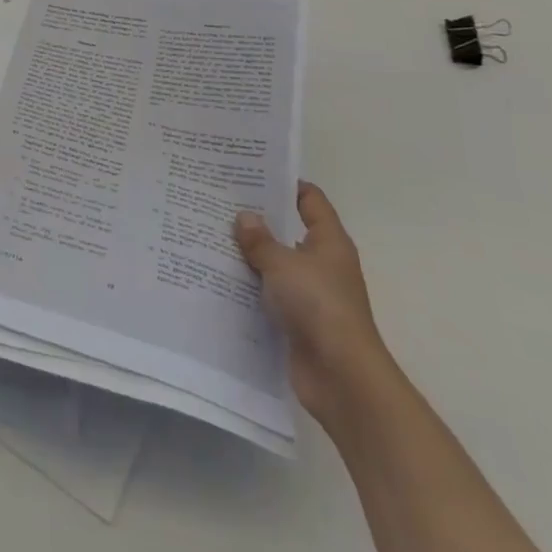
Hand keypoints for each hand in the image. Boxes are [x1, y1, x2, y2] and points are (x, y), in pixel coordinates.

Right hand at [235, 182, 392, 425]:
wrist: (341, 378)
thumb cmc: (319, 307)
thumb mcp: (283, 264)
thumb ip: (260, 240)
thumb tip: (244, 217)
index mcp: (329, 242)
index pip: (310, 199)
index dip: (284, 184)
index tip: (249, 173)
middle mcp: (322, 264)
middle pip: (288, 230)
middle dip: (257, 219)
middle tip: (218, 201)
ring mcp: (310, 294)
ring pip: (275, 264)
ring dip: (248, 255)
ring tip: (209, 235)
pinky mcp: (296, 321)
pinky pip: (268, 294)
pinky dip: (248, 287)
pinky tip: (217, 276)